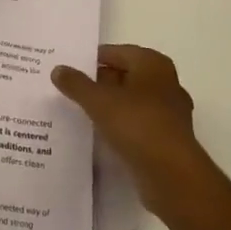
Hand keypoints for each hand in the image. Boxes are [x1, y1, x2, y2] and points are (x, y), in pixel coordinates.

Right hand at [53, 44, 213, 218]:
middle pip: (124, 76)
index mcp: (152, 63)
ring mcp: (169, 112)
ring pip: (131, 101)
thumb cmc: (137, 124)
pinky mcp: (168, 138)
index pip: (115, 53)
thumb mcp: (99, 100)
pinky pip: (138, 124)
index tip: (68, 70)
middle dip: (99, 83)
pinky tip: (101, 135)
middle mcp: (165, 82)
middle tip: (70, 90)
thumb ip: (76, 84)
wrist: (172, 176)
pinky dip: (121, 126)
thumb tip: (58, 69)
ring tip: (81, 112)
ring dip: (110, 106)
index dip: (90, 60)